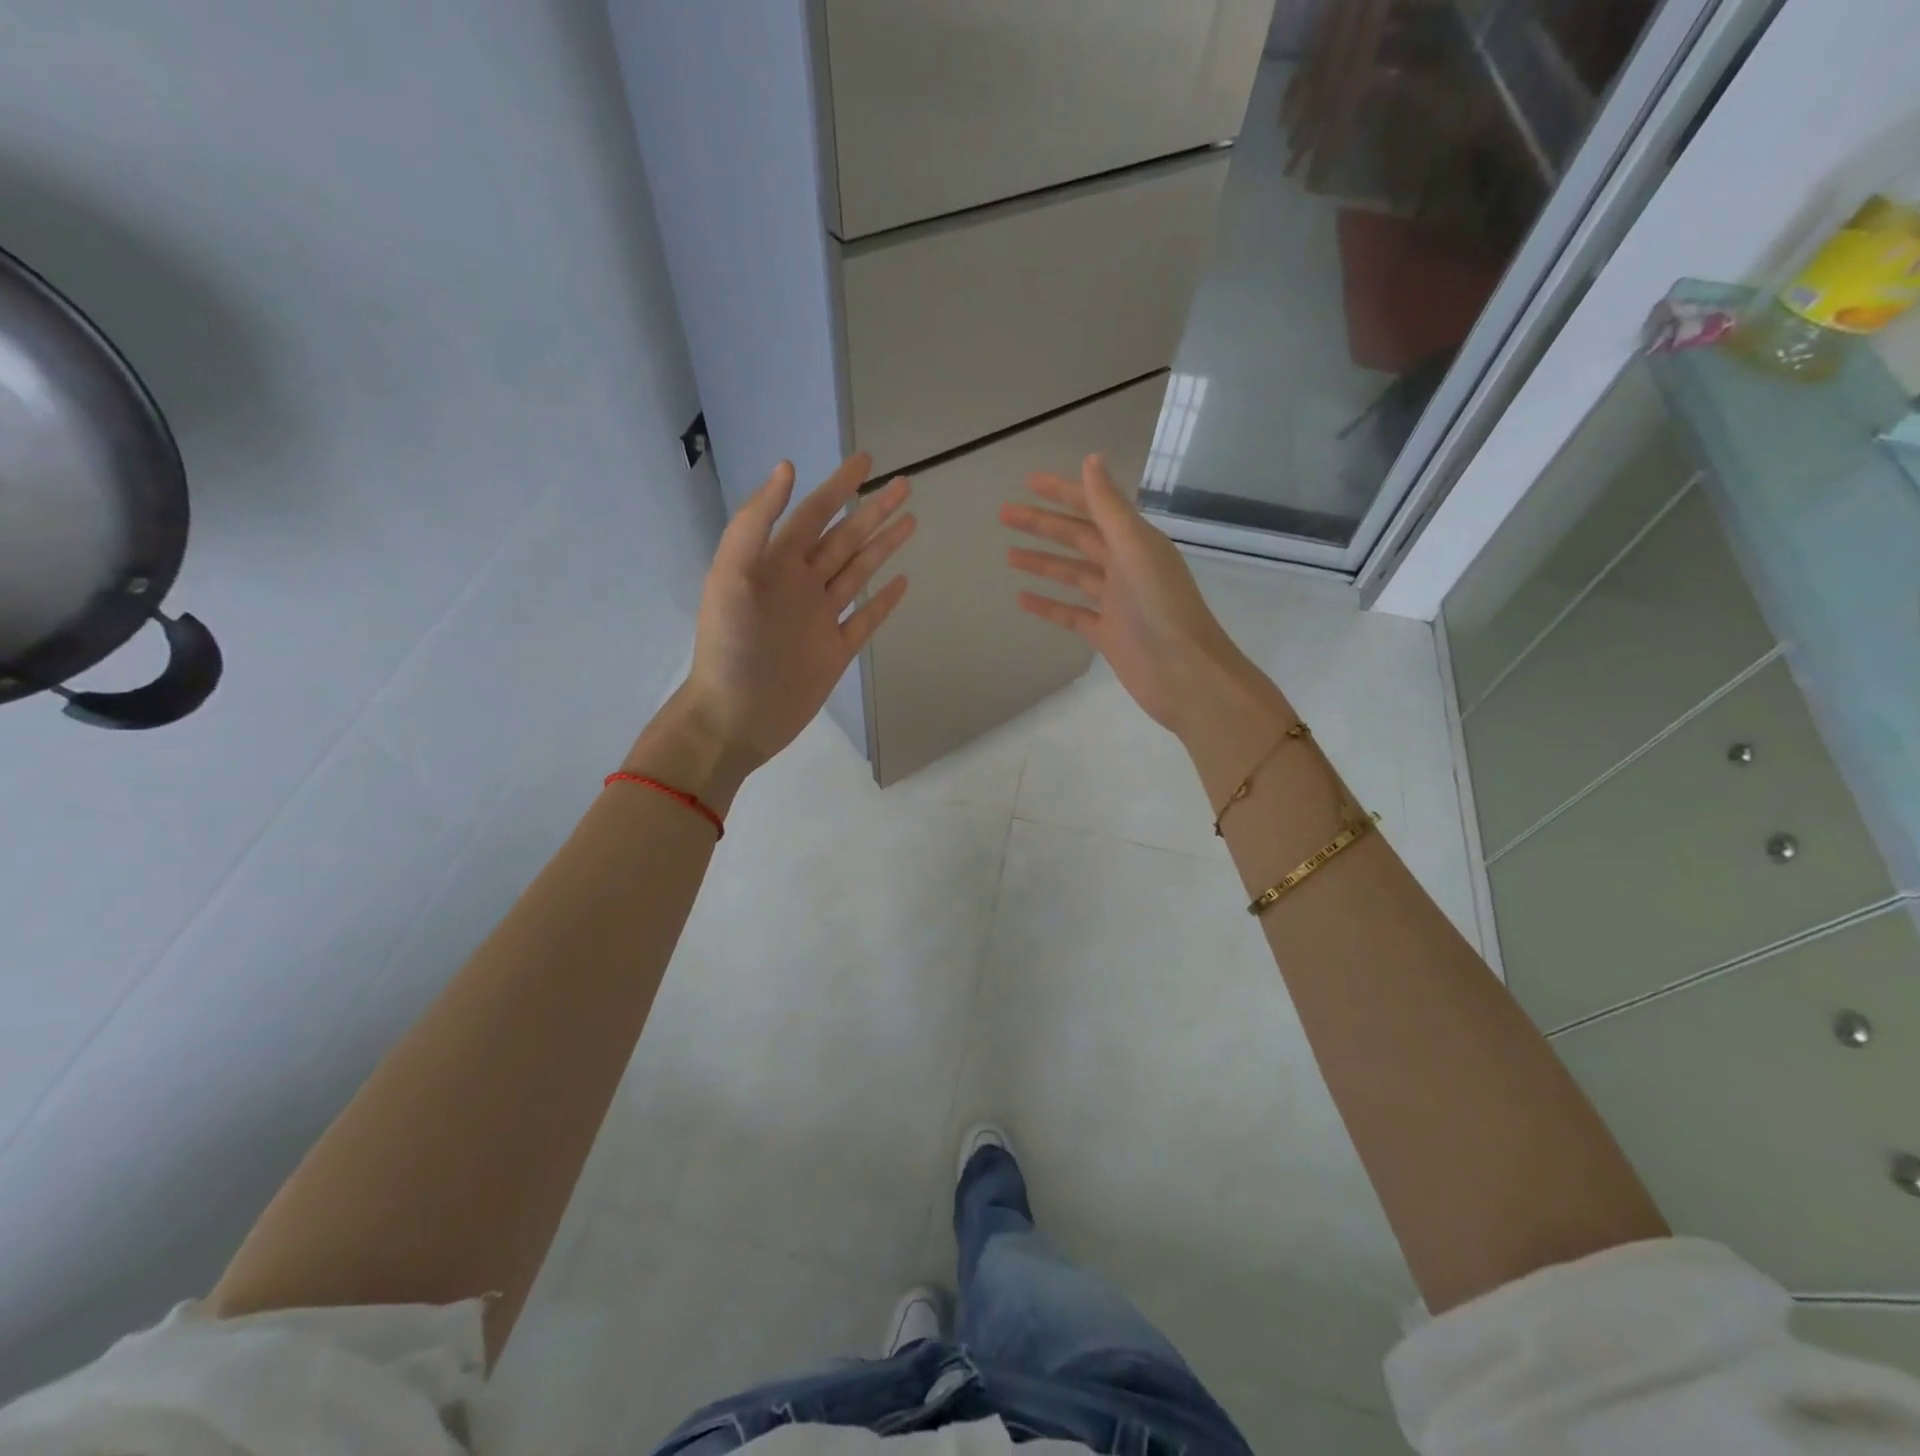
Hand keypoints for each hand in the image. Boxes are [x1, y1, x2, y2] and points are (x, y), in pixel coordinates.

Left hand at [674, 453, 913, 774]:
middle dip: (873, 511)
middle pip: (844, 538)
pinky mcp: (835, 651)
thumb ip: (756, 523)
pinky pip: (865, 619)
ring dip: (883, 546)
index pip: (814, 514)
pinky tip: (901, 582)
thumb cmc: (729, 646)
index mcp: (776, 563)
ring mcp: (821, 618)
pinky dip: (883, 600)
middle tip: (905, 485)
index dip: (840, 486)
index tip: (867, 461)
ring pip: (858, 572)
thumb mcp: (731, 576)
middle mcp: (801, 585)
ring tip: (911, 522)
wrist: (734, 716)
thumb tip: (787, 468)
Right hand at [1000, 455, 1260, 738]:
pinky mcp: (1107, 634)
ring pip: (1072, 575)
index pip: (1094, 507)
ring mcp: (1115, 602)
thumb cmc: (1161, 607)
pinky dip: (1048, 605)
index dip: (1062, 493)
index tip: (1028, 482)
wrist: (1184, 674)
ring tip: (1008, 555)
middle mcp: (1126, 567)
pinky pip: (1071, 614)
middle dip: (1042, 525)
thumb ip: (1109, 507)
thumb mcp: (1135, 549)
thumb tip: (1091, 459)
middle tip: (1003, 515)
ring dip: (1042, 563)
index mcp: (1136, 542)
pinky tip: (1022, 599)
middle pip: (1077, 539)